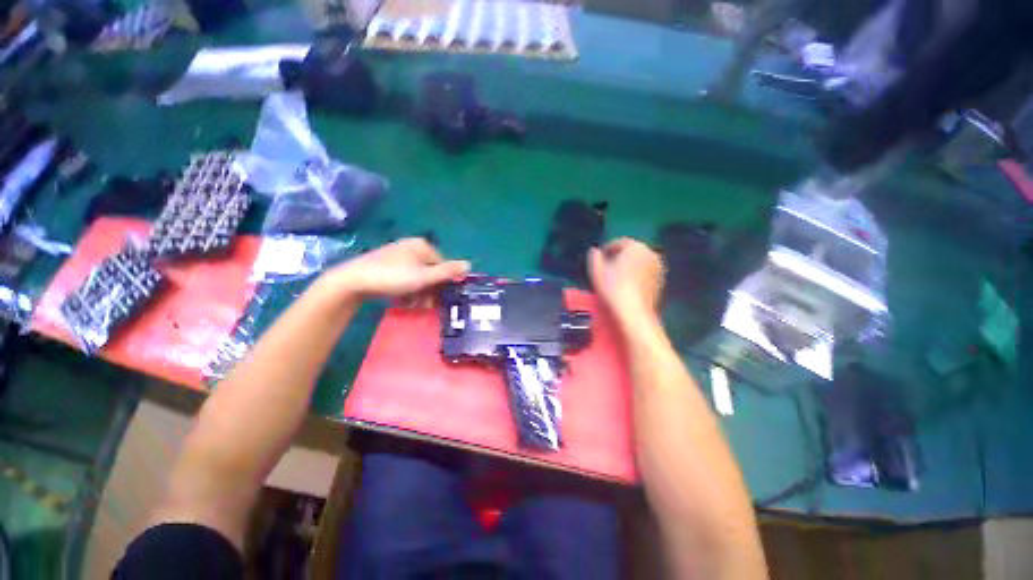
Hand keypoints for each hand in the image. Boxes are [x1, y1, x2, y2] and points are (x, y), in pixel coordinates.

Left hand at [326, 238, 470, 298]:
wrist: (353, 281)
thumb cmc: (393, 277)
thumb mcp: (424, 277)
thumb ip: (448, 272)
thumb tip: (470, 264)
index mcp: (422, 245)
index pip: (442, 265)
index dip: (443, 283)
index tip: (439, 298)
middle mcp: (411, 247)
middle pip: (429, 271)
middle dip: (429, 290)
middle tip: (425, 305)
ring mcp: (397, 255)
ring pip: (417, 276)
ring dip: (418, 292)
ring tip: (412, 305)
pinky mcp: (385, 264)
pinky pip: (404, 277)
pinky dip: (406, 289)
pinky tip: (401, 300)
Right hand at [588, 238, 663, 320]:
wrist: (633, 312)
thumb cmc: (613, 288)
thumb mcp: (596, 270)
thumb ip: (594, 256)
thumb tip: (595, 251)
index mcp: (635, 246)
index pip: (618, 243)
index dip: (606, 250)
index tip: (599, 260)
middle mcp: (650, 252)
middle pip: (630, 252)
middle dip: (619, 258)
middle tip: (606, 269)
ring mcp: (658, 267)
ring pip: (638, 263)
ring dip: (628, 268)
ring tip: (615, 279)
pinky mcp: (660, 281)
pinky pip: (645, 274)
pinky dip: (636, 277)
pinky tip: (626, 287)